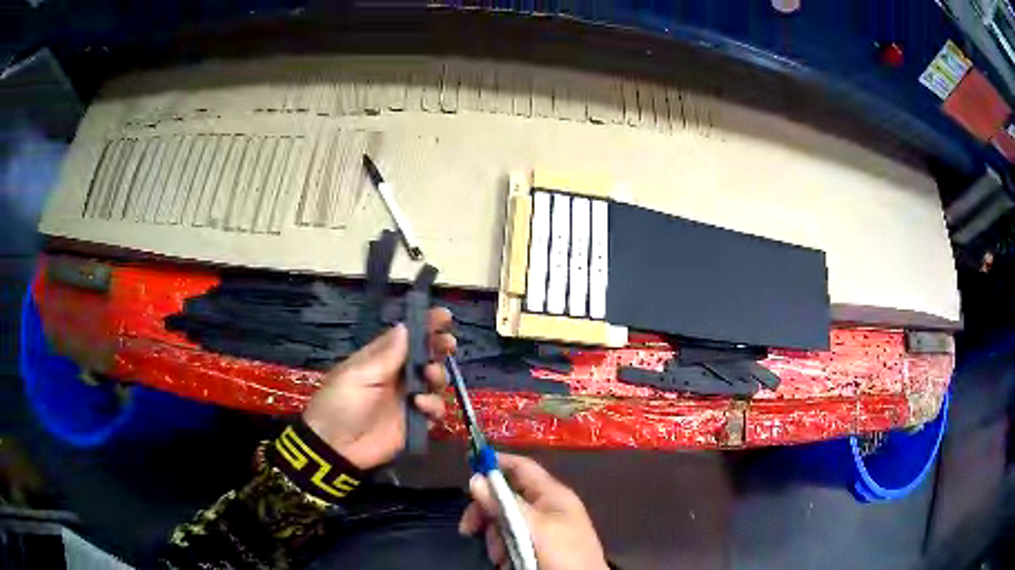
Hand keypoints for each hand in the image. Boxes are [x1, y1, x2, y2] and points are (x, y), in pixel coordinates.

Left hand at [302, 308, 455, 469]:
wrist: (336, 447)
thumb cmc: (341, 404)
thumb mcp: (359, 375)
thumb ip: (386, 355)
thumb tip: (405, 326)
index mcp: (380, 359)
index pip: (406, 337)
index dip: (425, 325)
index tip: (444, 316)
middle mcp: (397, 376)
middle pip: (425, 356)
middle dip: (439, 347)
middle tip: (447, 344)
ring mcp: (407, 399)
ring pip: (435, 381)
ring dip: (438, 375)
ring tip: (430, 376)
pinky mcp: (415, 422)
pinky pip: (435, 410)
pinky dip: (434, 406)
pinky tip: (421, 406)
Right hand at [459, 453, 608, 569]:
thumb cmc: (562, 554)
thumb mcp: (533, 528)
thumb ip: (504, 504)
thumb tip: (476, 478)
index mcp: (552, 494)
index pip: (521, 467)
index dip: (496, 463)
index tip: (467, 467)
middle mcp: (546, 508)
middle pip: (505, 497)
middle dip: (487, 513)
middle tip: (469, 529)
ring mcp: (541, 529)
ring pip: (504, 522)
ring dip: (495, 537)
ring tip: (500, 556)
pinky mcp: (536, 547)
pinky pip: (509, 540)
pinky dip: (503, 550)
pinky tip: (506, 562)